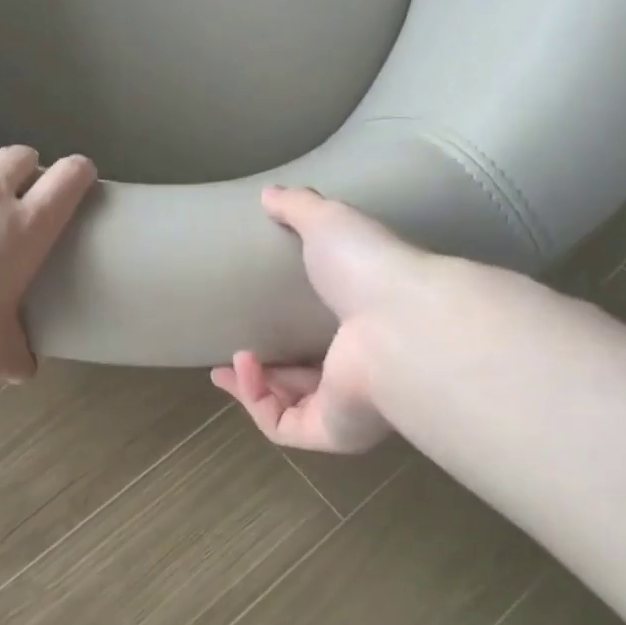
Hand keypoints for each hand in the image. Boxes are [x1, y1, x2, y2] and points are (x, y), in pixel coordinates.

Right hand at [211, 186, 408, 453]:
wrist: (399, 317)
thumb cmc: (369, 269)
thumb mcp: (329, 223)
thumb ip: (299, 208)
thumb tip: (269, 193)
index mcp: (363, 330)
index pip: (320, 344)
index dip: (284, 342)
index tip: (249, 334)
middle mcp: (359, 374)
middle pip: (301, 385)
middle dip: (260, 378)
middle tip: (229, 364)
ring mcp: (347, 407)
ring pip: (288, 410)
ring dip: (251, 389)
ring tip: (226, 368)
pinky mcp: (333, 431)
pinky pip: (284, 426)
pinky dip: (256, 402)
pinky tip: (244, 371)